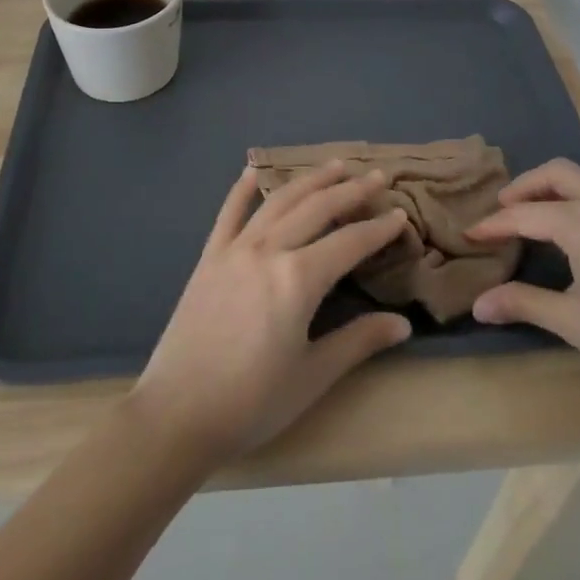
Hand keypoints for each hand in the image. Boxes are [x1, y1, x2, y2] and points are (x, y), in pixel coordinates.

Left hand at [130, 162, 413, 464]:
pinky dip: (242, 189)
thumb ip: (359, 342)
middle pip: (317, 208)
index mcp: (299, 279)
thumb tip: (403, 325)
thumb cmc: (252, 401)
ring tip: (334, 165)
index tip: (401, 214)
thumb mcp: (313, 376)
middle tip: (378, 176)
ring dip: (309, 180)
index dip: (379, 228)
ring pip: (279, 201)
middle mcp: (269, 250)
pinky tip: (253, 171)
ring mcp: (235, 249)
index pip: (350, 242)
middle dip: (351, 190)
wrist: (177, 414)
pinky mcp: (208, 257)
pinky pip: (228, 213)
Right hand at [466, 159, 579, 410]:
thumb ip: (523, 303)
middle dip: (524, 186)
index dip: (494, 224)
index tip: (469, 233)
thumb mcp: (572, 322)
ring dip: (551, 187)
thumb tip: (477, 305)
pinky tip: (571, 229)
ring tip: (530, 215)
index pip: (525, 214)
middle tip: (501, 211)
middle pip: (556, 173)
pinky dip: (576, 196)